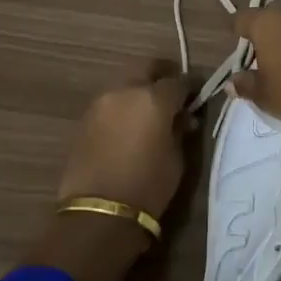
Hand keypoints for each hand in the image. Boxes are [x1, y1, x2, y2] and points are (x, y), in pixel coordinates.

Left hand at [56, 62, 193, 218]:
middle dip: (161, 77)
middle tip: (172, 96)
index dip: (190, 88)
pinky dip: (122, 108)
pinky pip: (110, 104)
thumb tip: (182, 118)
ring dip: (138, 92)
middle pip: (146, 69)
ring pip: (125, 85)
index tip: (196, 97)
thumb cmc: (148, 186)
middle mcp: (125, 91)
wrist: (100, 211)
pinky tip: (128, 128)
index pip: (178, 81)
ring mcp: (100, 103)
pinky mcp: (84, 119)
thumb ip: (179, 130)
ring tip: (149, 115)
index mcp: (153, 98)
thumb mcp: (177, 158)